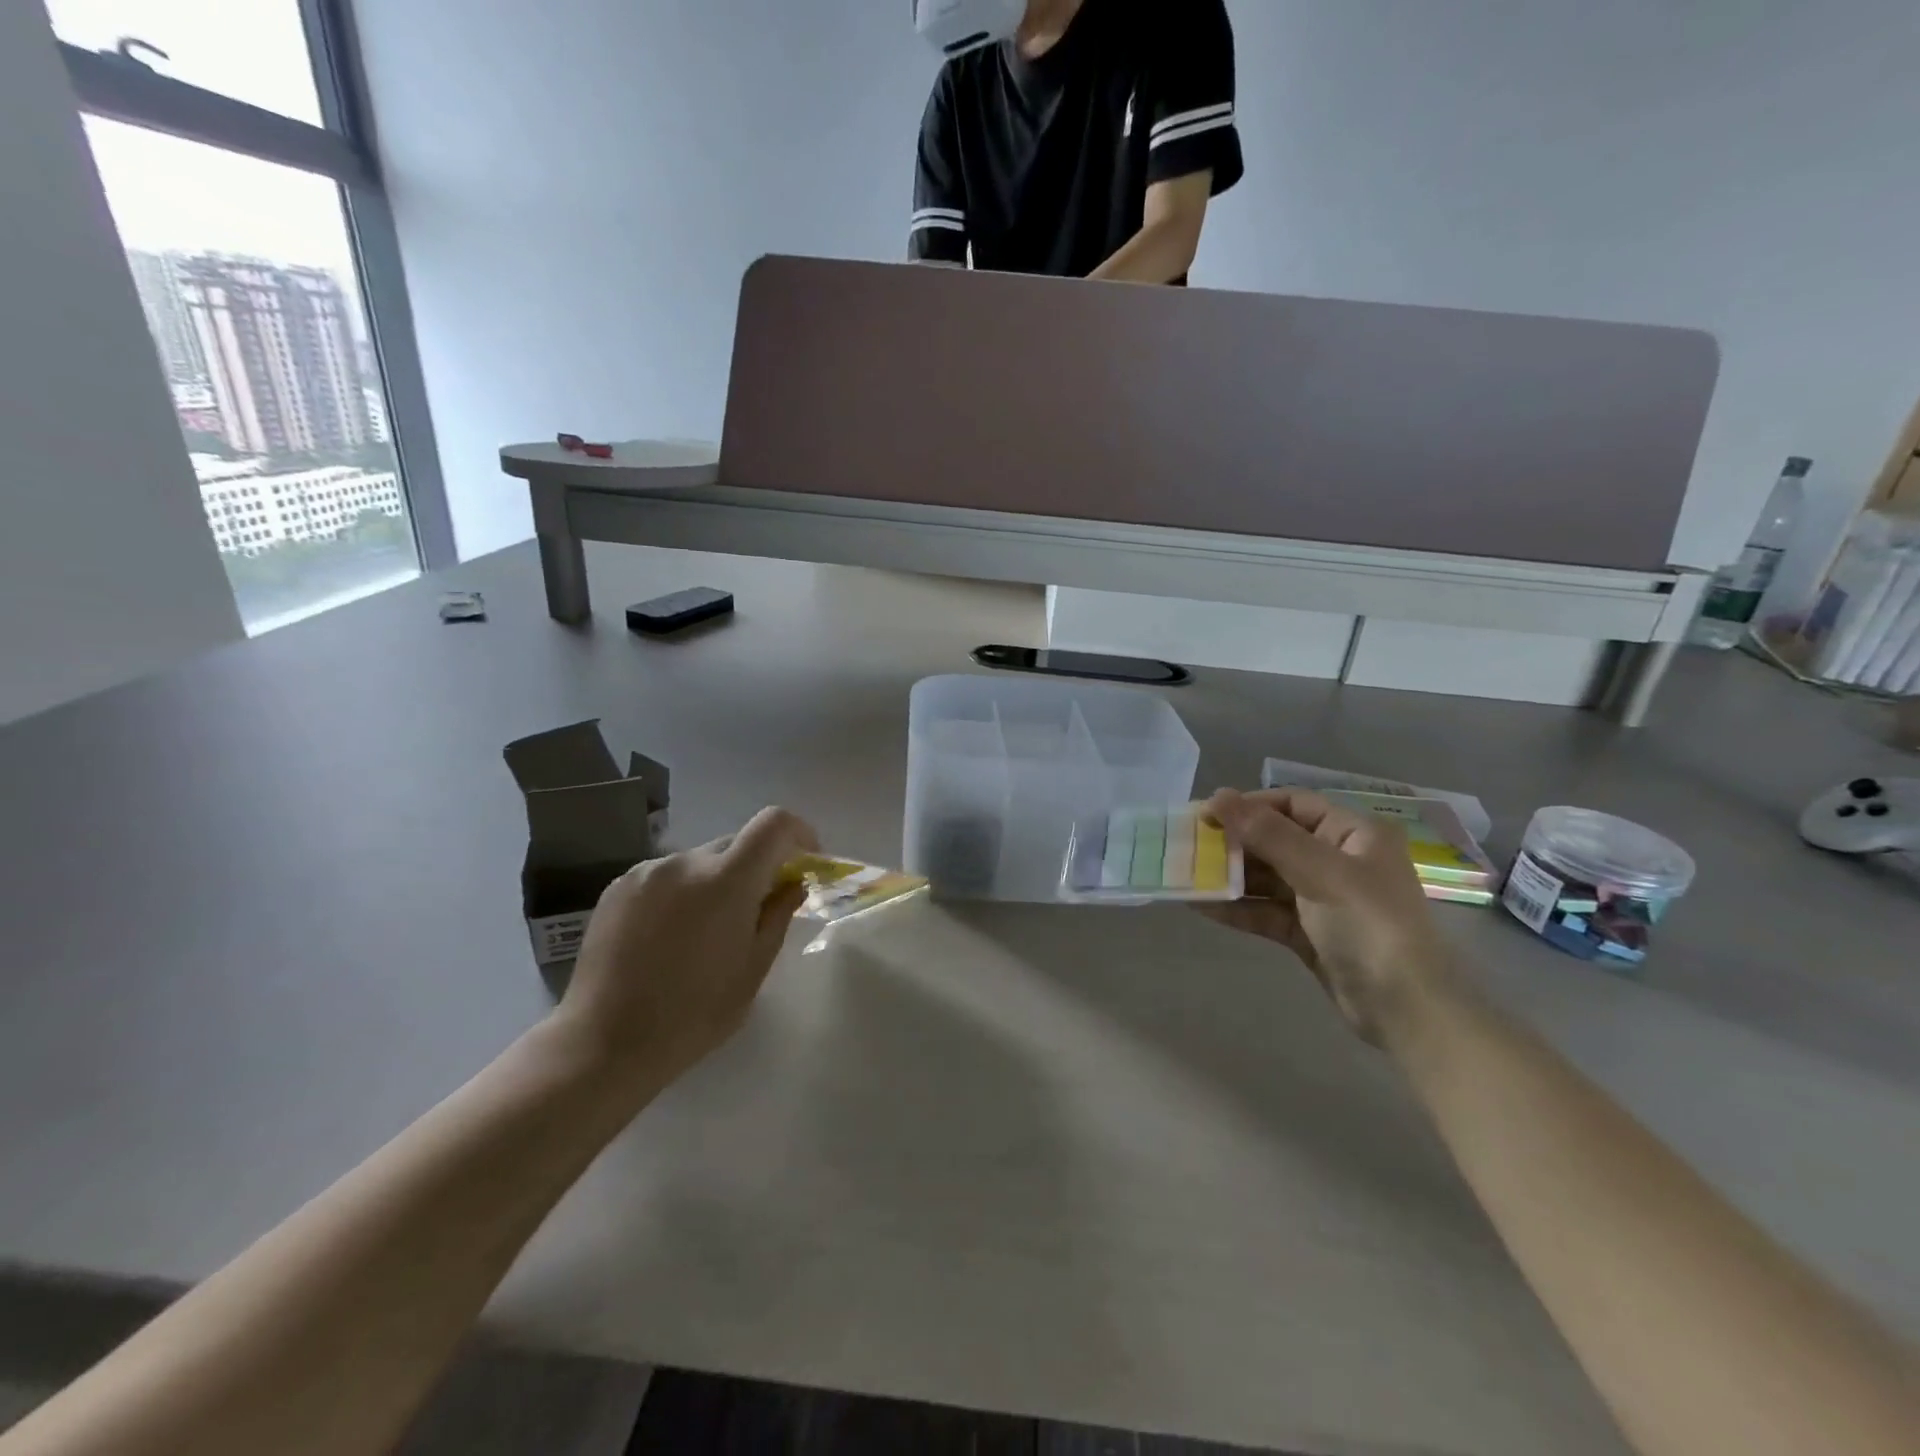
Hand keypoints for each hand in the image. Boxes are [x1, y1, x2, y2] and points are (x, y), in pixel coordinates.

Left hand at [554, 807, 819, 1095]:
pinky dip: (682, 892)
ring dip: (716, 881)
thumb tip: (792, 884)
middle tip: (758, 908)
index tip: (805, 860)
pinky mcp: (618, 887)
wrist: (604, 1043)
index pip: (773, 824)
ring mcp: (646, 872)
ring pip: (700, 861)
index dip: (798, 832)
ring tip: (706, 932)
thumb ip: (778, 915)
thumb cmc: (694, 1015)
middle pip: (737, 843)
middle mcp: (685, 862)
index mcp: (726, 881)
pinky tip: (670, 936)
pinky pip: (666, 875)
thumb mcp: (753, 969)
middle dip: (758, 866)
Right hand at [1201, 789, 1455, 1044]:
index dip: (1248, 806)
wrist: (1407, 1010)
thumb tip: (1218, 796)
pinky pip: (1266, 910)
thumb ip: (1267, 834)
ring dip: (1230, 877)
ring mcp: (1323, 898)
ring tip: (1187, 876)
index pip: (1292, 805)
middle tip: (1189, 847)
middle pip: (1276, 840)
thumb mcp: (1319, 872)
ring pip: (1267, 877)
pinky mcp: (1309, 932)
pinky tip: (1202, 906)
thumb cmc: (1369, 925)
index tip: (1205, 815)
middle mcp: (1339, 859)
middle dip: (1233, 844)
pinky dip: (1237, 908)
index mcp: (1354, 833)